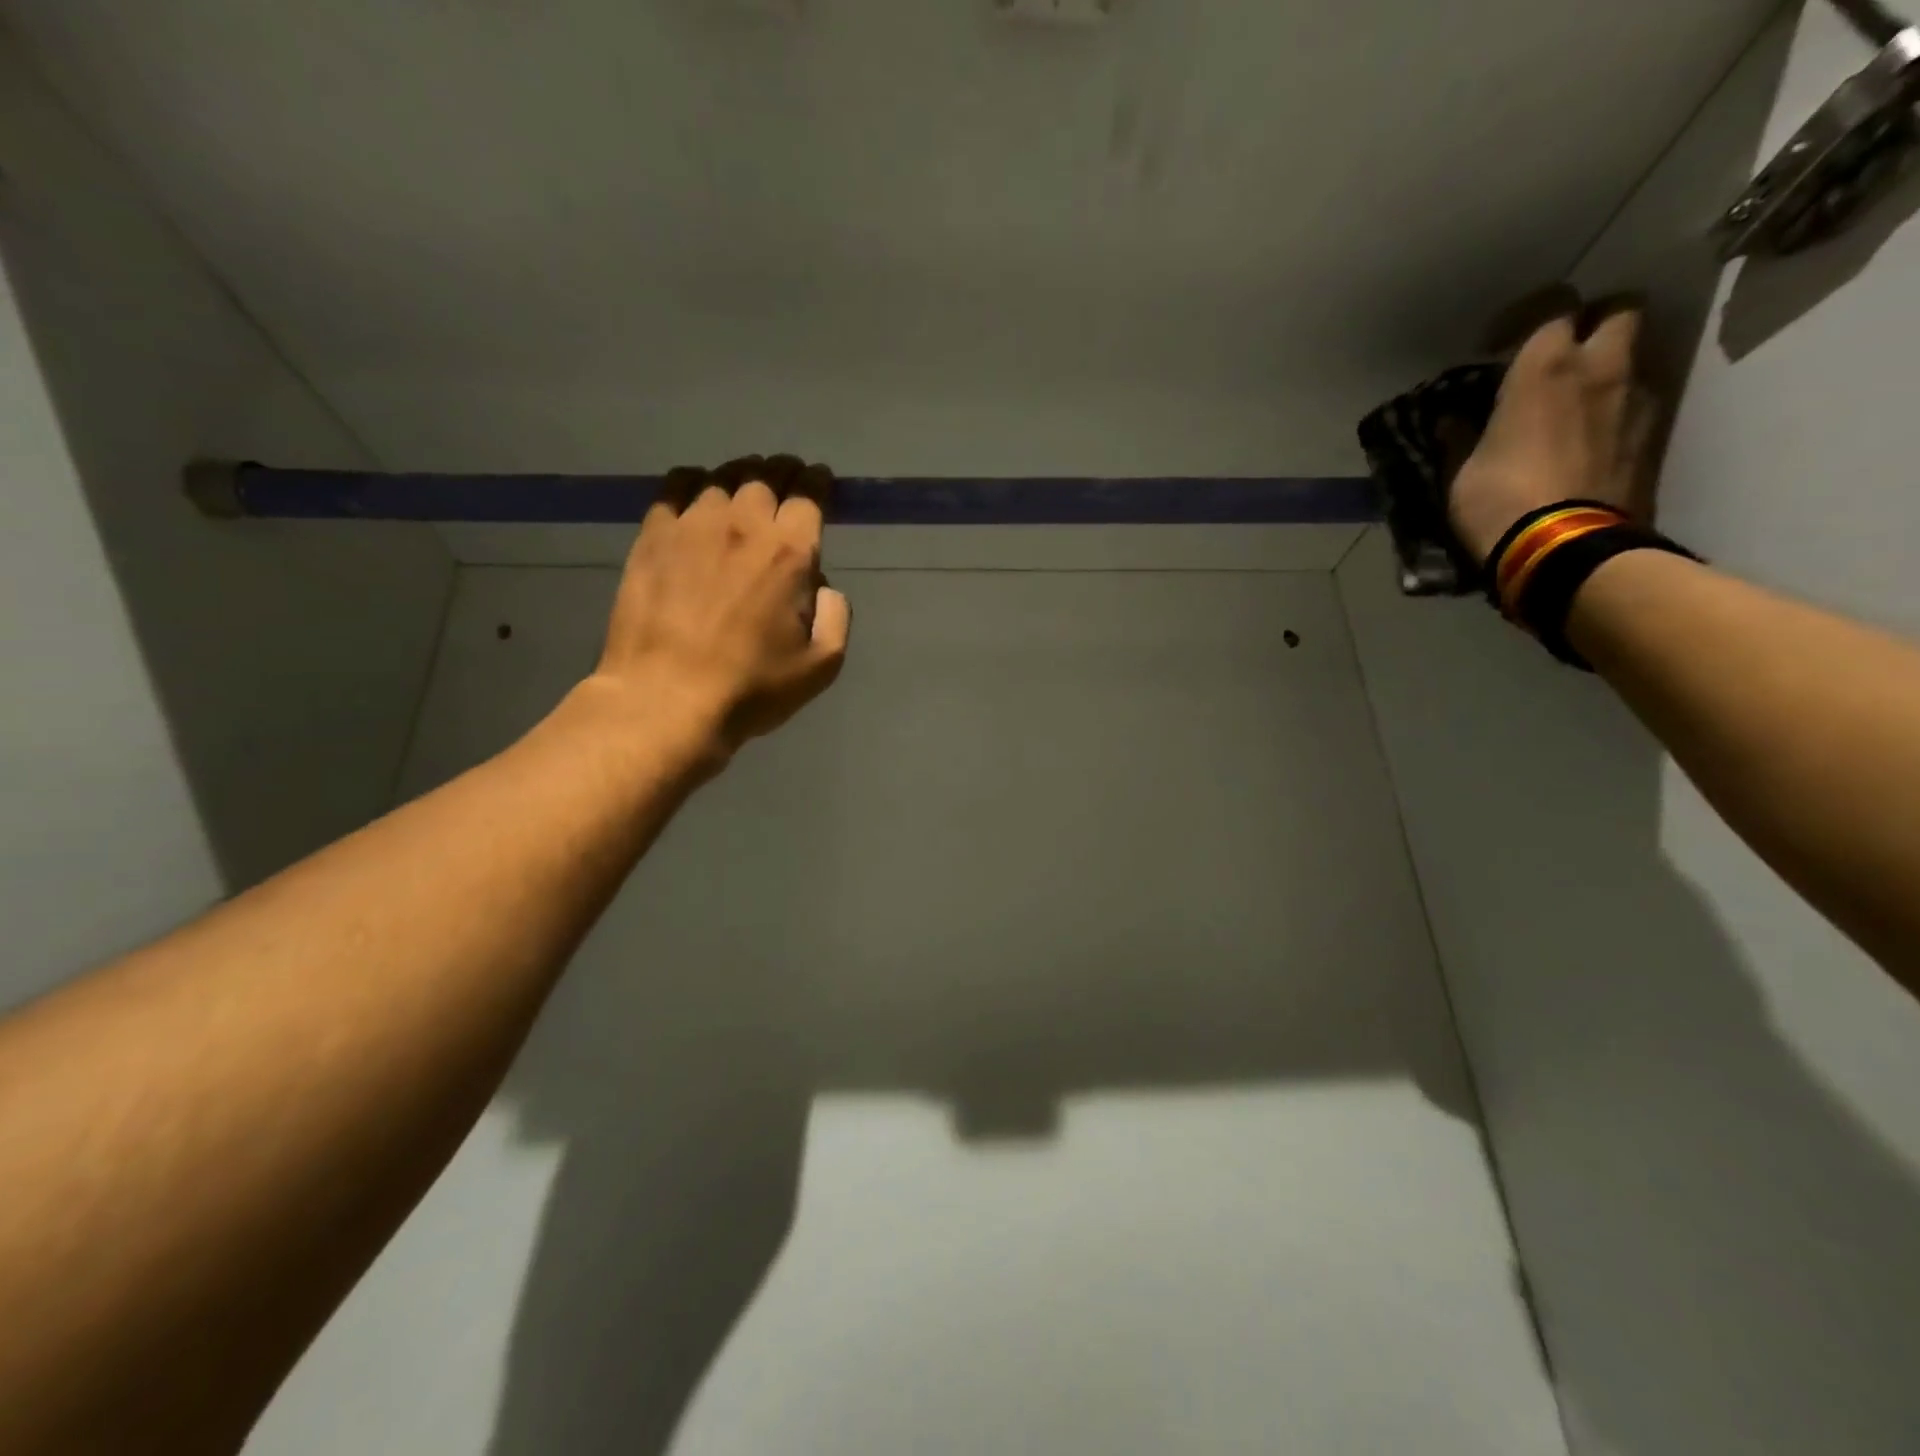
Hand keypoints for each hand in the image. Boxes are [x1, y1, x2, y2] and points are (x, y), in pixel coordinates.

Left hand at [593, 454, 849, 758]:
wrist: (666, 699)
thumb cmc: (751, 688)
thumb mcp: (821, 666)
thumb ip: (836, 617)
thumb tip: (822, 587)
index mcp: (789, 553)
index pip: (809, 494)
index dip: (818, 482)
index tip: (820, 481)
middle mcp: (742, 525)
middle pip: (765, 475)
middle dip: (783, 472)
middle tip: (786, 480)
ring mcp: (692, 526)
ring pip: (721, 478)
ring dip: (740, 478)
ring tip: (743, 489)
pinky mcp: (652, 537)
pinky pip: (675, 488)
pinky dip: (693, 484)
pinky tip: (696, 497)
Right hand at [1449, 308, 1660, 564]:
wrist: (1563, 549)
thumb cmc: (1498, 502)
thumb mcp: (1460, 473)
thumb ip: (1460, 438)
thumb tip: (1450, 422)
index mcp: (1546, 368)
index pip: (1551, 307)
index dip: (1526, 319)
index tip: (1500, 346)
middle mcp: (1601, 367)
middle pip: (1618, 311)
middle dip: (1593, 323)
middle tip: (1561, 356)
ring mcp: (1638, 399)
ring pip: (1636, 355)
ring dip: (1610, 367)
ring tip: (1578, 400)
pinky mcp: (1655, 434)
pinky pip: (1640, 401)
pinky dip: (1619, 407)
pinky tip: (1594, 437)